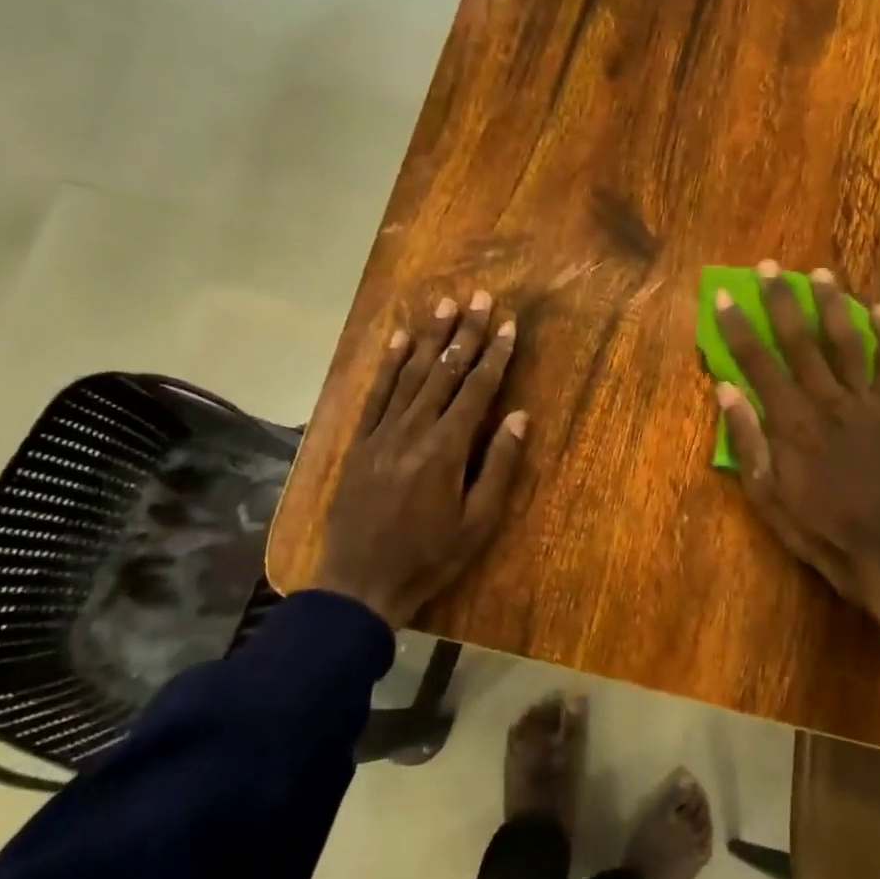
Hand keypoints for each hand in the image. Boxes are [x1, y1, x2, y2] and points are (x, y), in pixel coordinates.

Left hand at [313, 291, 527, 627]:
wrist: (360, 582)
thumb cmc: (429, 557)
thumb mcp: (477, 522)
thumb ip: (498, 465)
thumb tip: (519, 416)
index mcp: (447, 448)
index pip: (477, 389)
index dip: (495, 354)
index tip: (508, 323)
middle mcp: (414, 429)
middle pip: (445, 371)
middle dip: (465, 332)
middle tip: (479, 296)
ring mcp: (383, 432)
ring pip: (412, 374)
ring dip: (431, 338)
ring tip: (445, 305)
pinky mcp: (361, 441)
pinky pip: (377, 393)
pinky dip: (390, 364)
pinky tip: (399, 339)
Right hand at [714, 263, 879, 629]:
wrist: (878, 548)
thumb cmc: (812, 524)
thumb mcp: (764, 492)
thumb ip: (745, 438)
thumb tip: (726, 388)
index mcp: (790, 421)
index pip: (757, 362)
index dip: (738, 327)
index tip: (724, 296)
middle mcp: (827, 401)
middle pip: (801, 341)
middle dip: (782, 301)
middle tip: (771, 267)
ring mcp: (866, 404)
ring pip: (848, 343)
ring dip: (834, 305)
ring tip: (822, 273)